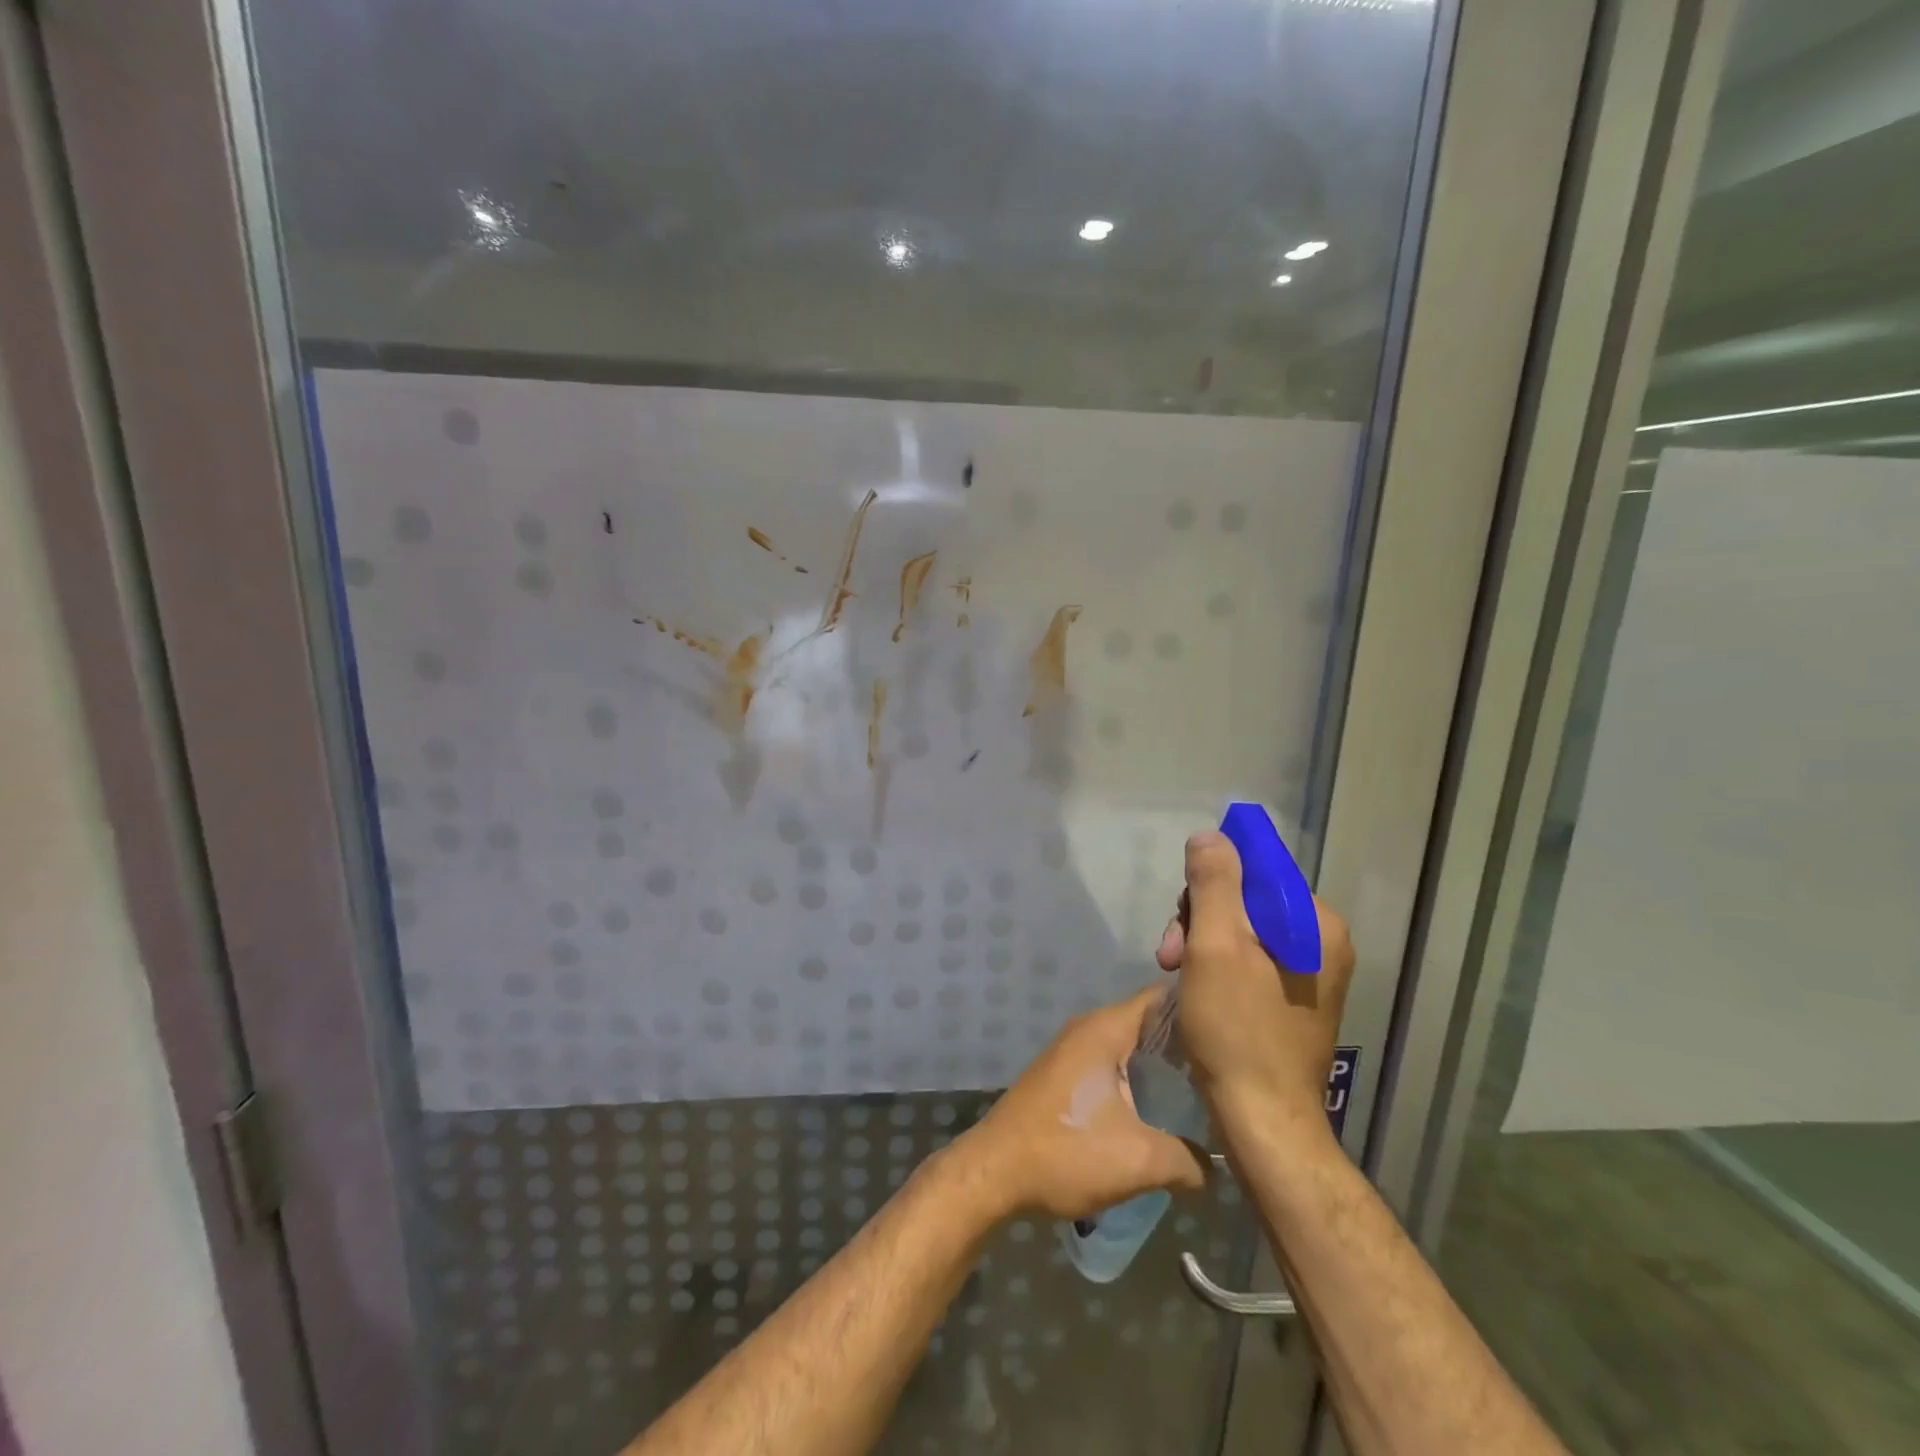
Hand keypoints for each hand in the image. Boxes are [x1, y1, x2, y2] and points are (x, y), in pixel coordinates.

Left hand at [957, 988, 1208, 1221]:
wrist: (994, 1171)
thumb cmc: (1067, 1152)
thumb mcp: (1140, 1160)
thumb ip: (1188, 1160)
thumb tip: (1215, 1167)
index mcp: (1106, 1029)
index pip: (1161, 998)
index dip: (1197, 1008)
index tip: (1231, 1031)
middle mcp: (1088, 1029)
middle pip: (1148, 1022)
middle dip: (1185, 1043)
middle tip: (1226, 1070)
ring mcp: (1072, 1050)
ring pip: (1129, 1047)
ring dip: (1161, 1066)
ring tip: (1202, 1092)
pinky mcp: (1063, 1075)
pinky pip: (1111, 1064)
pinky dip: (1137, 1079)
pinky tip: (1158, 1110)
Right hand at [1156, 831, 1354, 1138]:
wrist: (1264, 1123)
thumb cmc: (1237, 1030)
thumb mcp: (1216, 946)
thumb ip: (1213, 883)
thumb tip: (1210, 837)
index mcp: (1316, 923)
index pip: (1256, 869)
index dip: (1209, 884)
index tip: (1181, 920)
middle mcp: (1322, 942)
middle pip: (1246, 900)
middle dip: (1200, 920)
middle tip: (1170, 955)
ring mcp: (1310, 973)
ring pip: (1241, 931)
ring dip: (1201, 944)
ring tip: (1175, 975)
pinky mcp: (1293, 999)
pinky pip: (1248, 960)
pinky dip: (1216, 966)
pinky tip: (1194, 989)